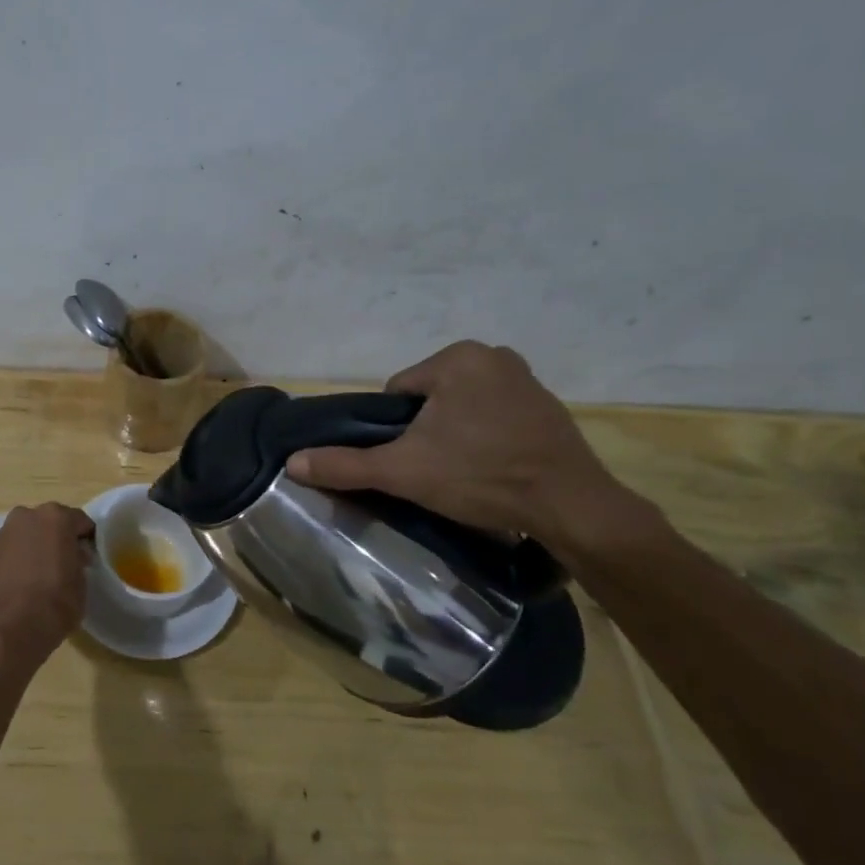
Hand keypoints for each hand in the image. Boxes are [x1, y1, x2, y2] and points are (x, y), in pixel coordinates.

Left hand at [0, 503, 94, 665]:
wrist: (11, 628)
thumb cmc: (56, 602)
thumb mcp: (82, 582)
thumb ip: (78, 561)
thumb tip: (73, 556)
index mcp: (56, 517)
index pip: (79, 521)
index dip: (86, 538)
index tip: (89, 555)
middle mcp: (27, 516)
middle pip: (49, 523)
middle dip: (58, 538)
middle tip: (66, 562)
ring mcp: (4, 533)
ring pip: (28, 534)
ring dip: (36, 546)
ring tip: (42, 573)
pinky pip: (12, 550)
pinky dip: (19, 559)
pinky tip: (24, 581)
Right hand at [286, 341, 637, 551]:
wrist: (573, 509)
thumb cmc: (481, 476)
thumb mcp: (403, 471)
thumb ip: (345, 464)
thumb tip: (292, 462)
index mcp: (458, 357)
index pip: (398, 393)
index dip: (394, 431)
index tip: (412, 461)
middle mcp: (494, 355)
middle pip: (429, 399)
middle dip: (426, 432)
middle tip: (436, 471)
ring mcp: (527, 380)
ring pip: (461, 408)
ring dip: (454, 435)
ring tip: (464, 474)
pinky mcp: (549, 407)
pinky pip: (494, 416)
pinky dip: (486, 438)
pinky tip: (492, 468)